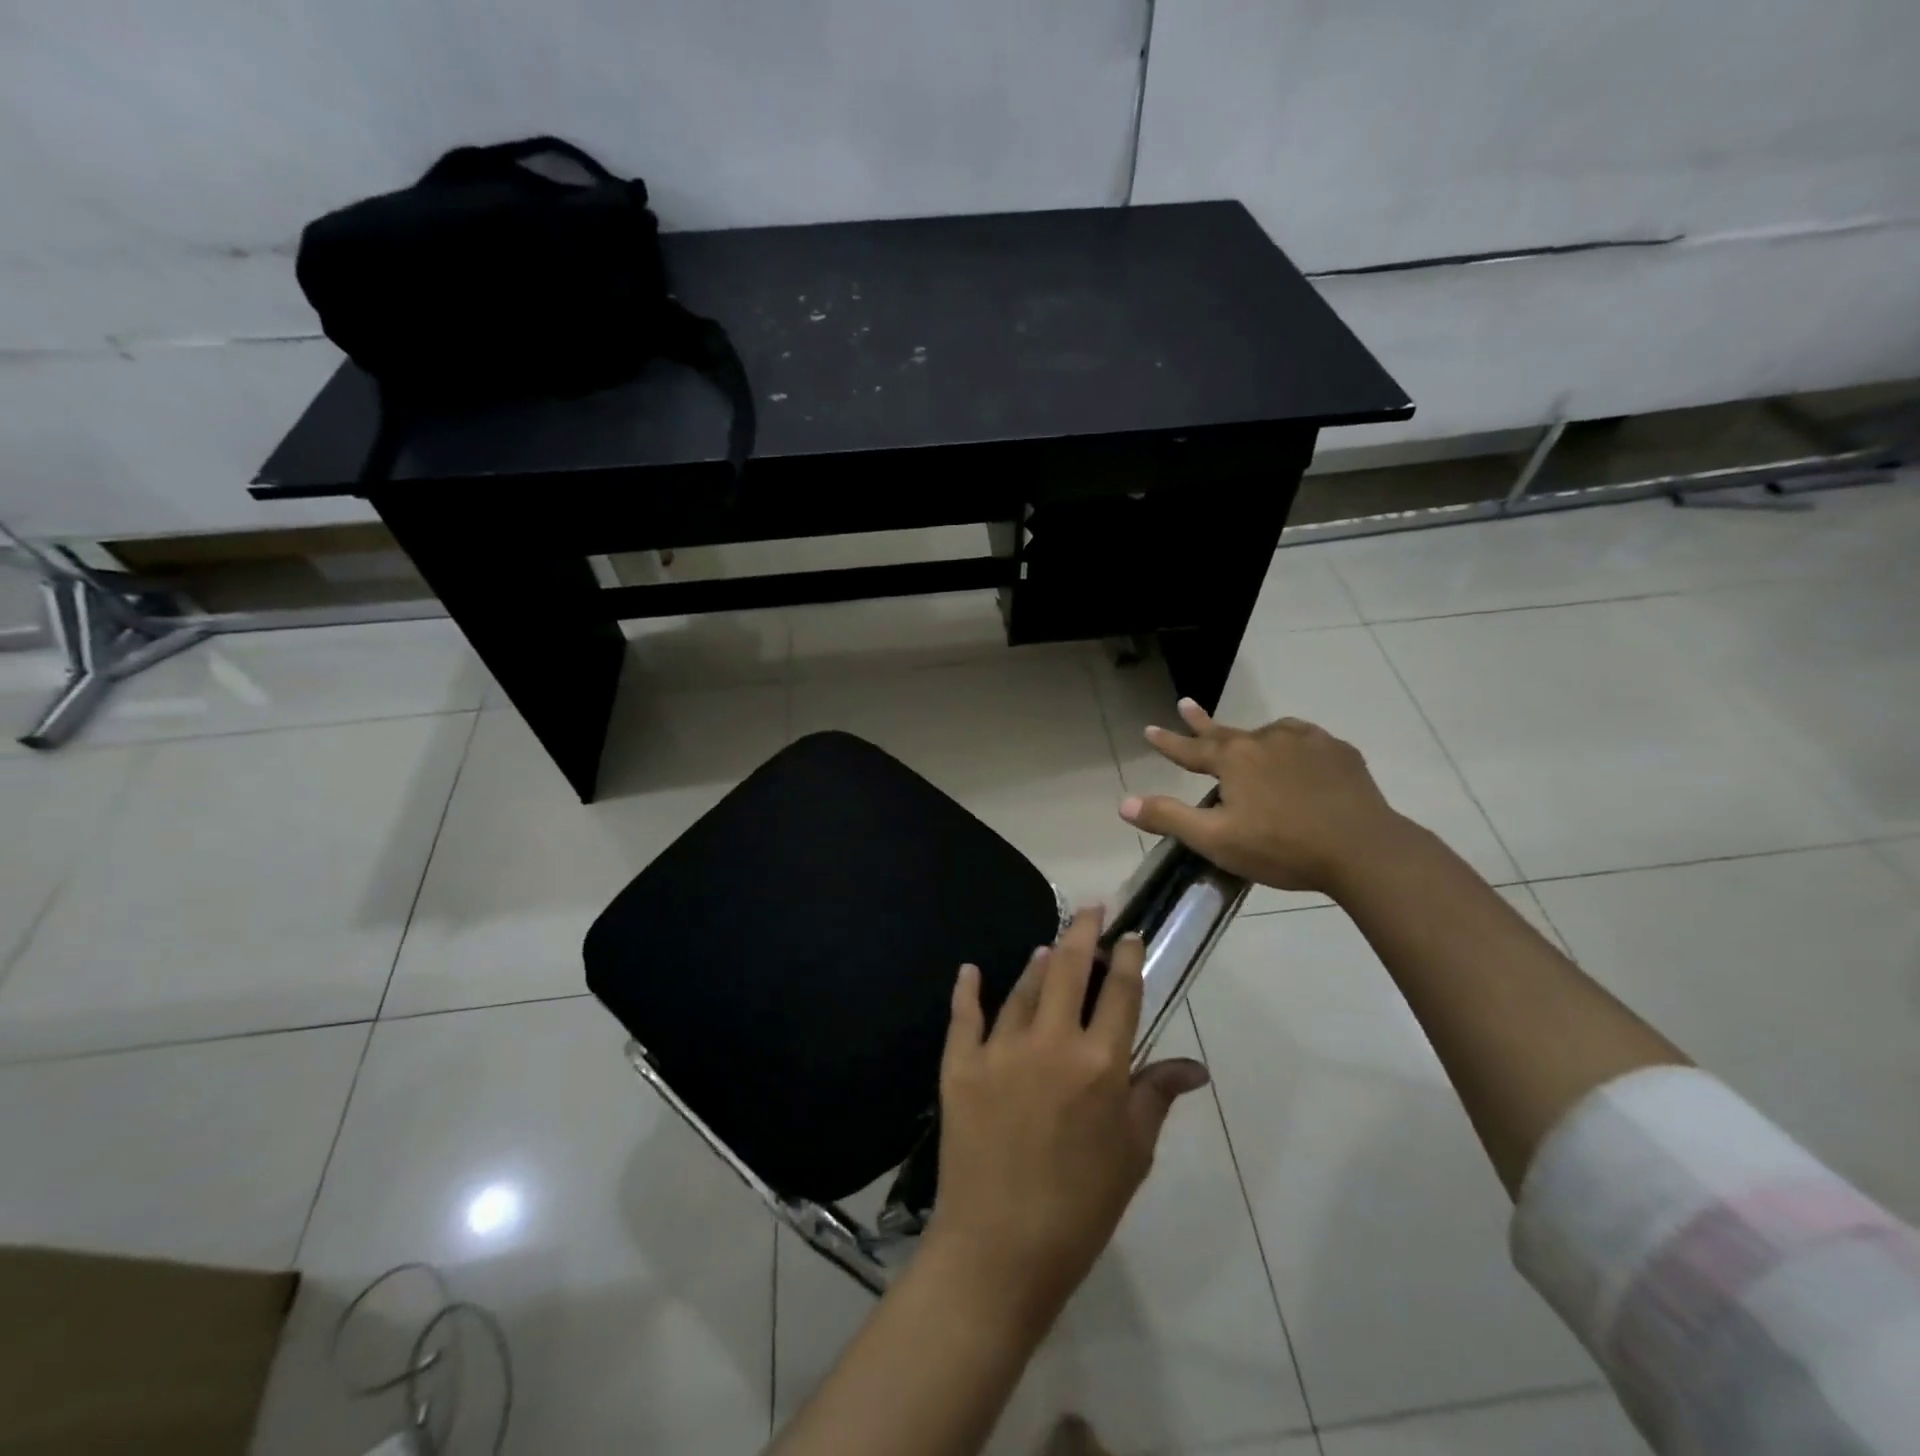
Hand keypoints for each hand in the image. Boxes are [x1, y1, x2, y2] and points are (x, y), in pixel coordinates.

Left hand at [929, 907, 1210, 1327]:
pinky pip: (965, 1015)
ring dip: (1038, 963)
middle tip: (1089, 910)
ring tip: (1048, 947)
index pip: (1119, 992)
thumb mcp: (1132, 1154)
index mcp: (1100, 1064)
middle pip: (1068, 969)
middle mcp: (1051, 1042)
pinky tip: (970, 970)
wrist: (1000, 1247)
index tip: (1129, 935)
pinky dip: (968, 989)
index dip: (1126, 957)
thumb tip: (1195, 1066)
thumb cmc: (1080, 1207)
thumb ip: (1156, 1097)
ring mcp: (1001, 1048)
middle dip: (1081, 933)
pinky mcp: (960, 1064)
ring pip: (1023, 988)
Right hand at [1118, 699, 1407, 894]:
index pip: (1190, 748)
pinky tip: (1296, 753)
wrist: (1363, 849)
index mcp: (1233, 759)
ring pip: (1267, 733)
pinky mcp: (1337, 752)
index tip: (1149, 729)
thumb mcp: (1216, 839)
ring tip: (1247, 741)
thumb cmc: (1281, 847)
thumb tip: (1123, 803)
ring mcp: (1305, 741)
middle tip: (1185, 703)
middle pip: (1225, 730)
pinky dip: (1291, 744)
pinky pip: (1304, 740)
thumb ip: (1169, 818)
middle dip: (1201, 721)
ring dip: (1250, 736)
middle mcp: (1265, 740)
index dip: (1167, 742)